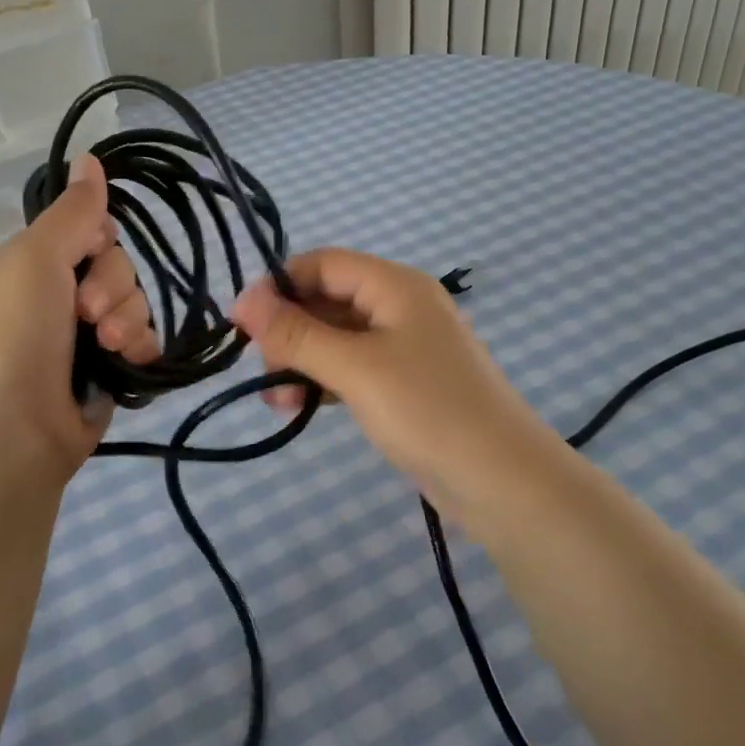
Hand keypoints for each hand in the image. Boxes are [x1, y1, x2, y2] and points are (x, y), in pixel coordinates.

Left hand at [0, 156, 157, 487]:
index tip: (87, 257)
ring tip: (104, 348)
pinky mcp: (112, 368)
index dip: (99, 241)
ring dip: (126, 321)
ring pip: (137, 302)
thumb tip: (90, 155)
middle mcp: (63, 293)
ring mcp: (88, 334)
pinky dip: (139, 348)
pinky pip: (147, 338)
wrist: (17, 429)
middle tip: (86, 315)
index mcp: (37, 263)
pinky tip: (126, 362)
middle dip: (112, 288)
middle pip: (120, 265)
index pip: (93, 229)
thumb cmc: (17, 333)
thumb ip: (72, 211)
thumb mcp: (36, 259)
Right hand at [232, 249, 555, 532]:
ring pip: (336, 338)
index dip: (278, 286)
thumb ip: (297, 333)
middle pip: (327, 299)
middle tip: (260, 368)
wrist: (503, 482)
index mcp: (395, 286)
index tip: (240, 322)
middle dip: (288, 329)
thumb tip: (242, 300)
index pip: (322, 263)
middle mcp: (400, 306)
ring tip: (274, 398)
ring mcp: (404, 347)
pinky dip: (323, 381)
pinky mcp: (405, 384)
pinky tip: (298, 406)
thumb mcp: (355, 368)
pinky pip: (352, 368)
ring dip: (301, 360)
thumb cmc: (428, 410)